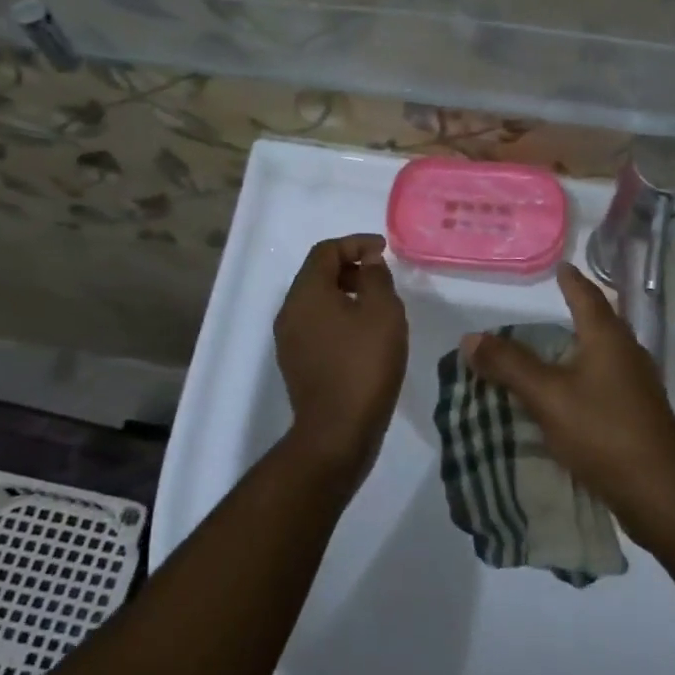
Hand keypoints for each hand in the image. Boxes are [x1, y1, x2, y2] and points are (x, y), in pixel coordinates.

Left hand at [274, 234, 408, 470]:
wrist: (337, 431)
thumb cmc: (364, 364)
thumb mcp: (382, 312)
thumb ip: (376, 277)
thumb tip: (368, 261)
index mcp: (306, 293)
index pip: (325, 251)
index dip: (356, 243)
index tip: (384, 250)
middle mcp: (290, 312)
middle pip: (317, 274)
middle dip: (350, 268)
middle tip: (382, 278)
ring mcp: (289, 340)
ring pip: (317, 302)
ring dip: (345, 294)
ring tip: (377, 307)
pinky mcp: (296, 363)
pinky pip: (317, 326)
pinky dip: (339, 318)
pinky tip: (364, 337)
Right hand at [462, 263, 674, 549]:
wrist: (659, 492)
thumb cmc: (603, 432)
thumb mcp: (547, 396)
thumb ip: (509, 365)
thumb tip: (471, 337)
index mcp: (608, 338)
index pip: (587, 296)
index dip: (571, 281)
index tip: (561, 266)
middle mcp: (628, 353)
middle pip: (600, 322)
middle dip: (576, 312)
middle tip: (549, 307)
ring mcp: (638, 385)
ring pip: (603, 354)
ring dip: (578, 348)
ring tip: (550, 350)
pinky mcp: (638, 413)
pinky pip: (605, 381)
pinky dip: (583, 377)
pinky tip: (568, 394)